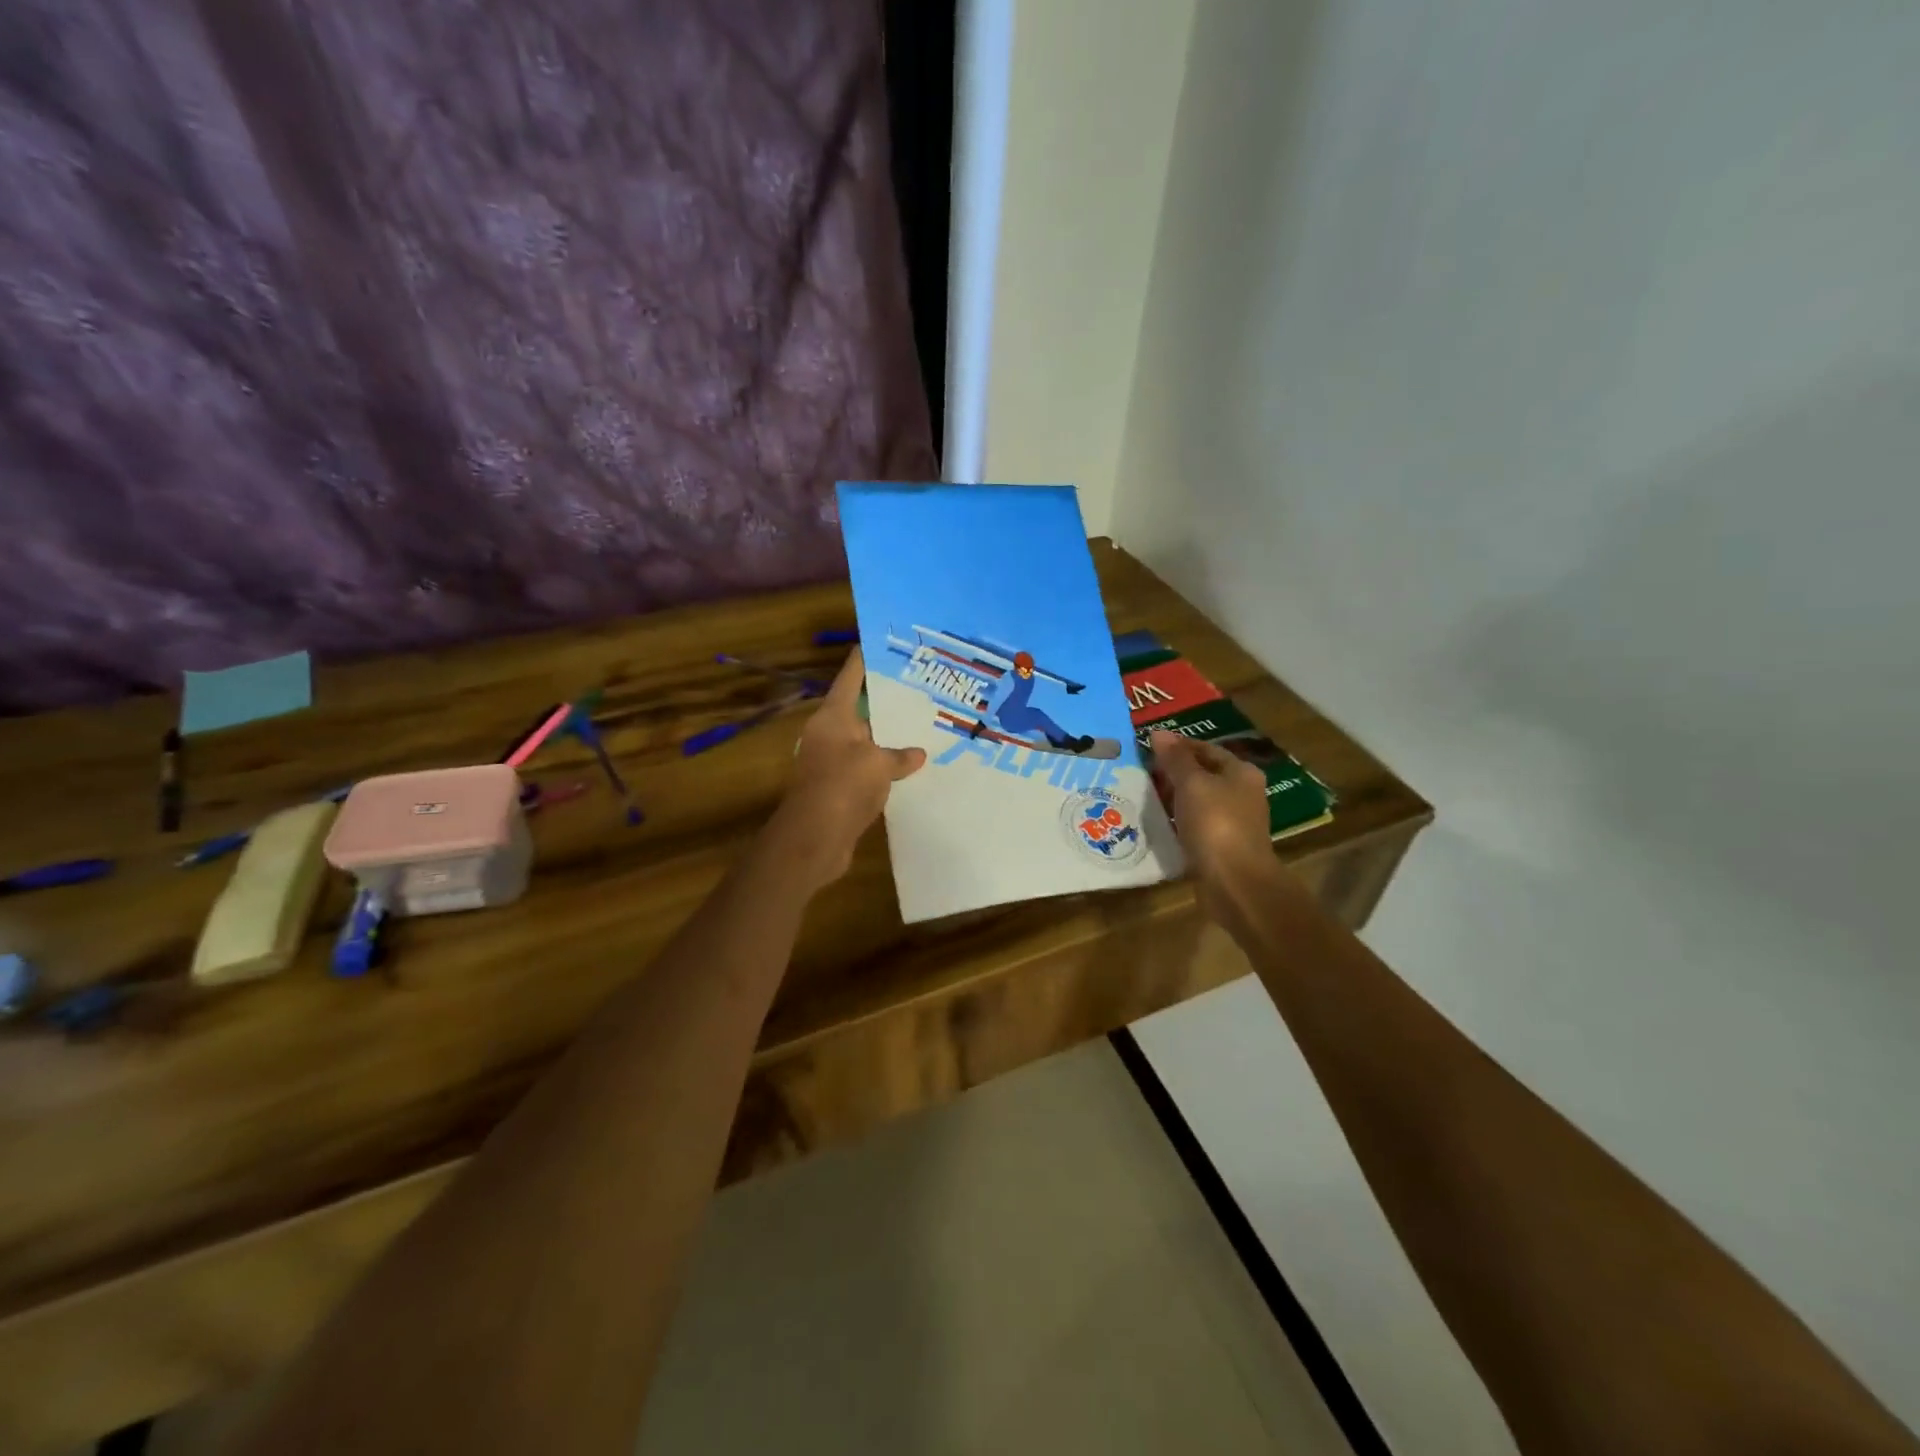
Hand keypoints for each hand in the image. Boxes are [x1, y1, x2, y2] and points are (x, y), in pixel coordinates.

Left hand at [769, 648, 924, 888]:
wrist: (814, 839)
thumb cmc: (842, 787)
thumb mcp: (878, 764)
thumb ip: (900, 755)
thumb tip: (918, 754)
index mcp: (833, 716)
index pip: (851, 677)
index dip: (866, 659)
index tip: (883, 642)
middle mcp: (830, 734)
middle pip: (861, 709)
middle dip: (888, 700)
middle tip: (921, 686)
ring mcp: (833, 762)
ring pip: (867, 741)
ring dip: (890, 737)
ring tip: (925, 724)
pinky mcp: (840, 789)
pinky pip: (868, 769)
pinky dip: (887, 767)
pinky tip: (913, 767)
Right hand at [1149, 729, 1274, 908]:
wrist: (1235, 883)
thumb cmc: (1216, 824)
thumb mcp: (1192, 784)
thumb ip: (1175, 759)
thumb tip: (1158, 733)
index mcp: (1240, 773)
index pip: (1205, 749)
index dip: (1177, 746)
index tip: (1146, 749)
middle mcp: (1241, 793)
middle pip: (1202, 774)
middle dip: (1172, 773)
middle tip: (1139, 773)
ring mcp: (1232, 822)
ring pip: (1196, 801)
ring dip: (1172, 798)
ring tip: (1141, 796)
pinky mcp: (1220, 846)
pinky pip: (1194, 825)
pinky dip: (1176, 822)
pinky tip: (1155, 823)